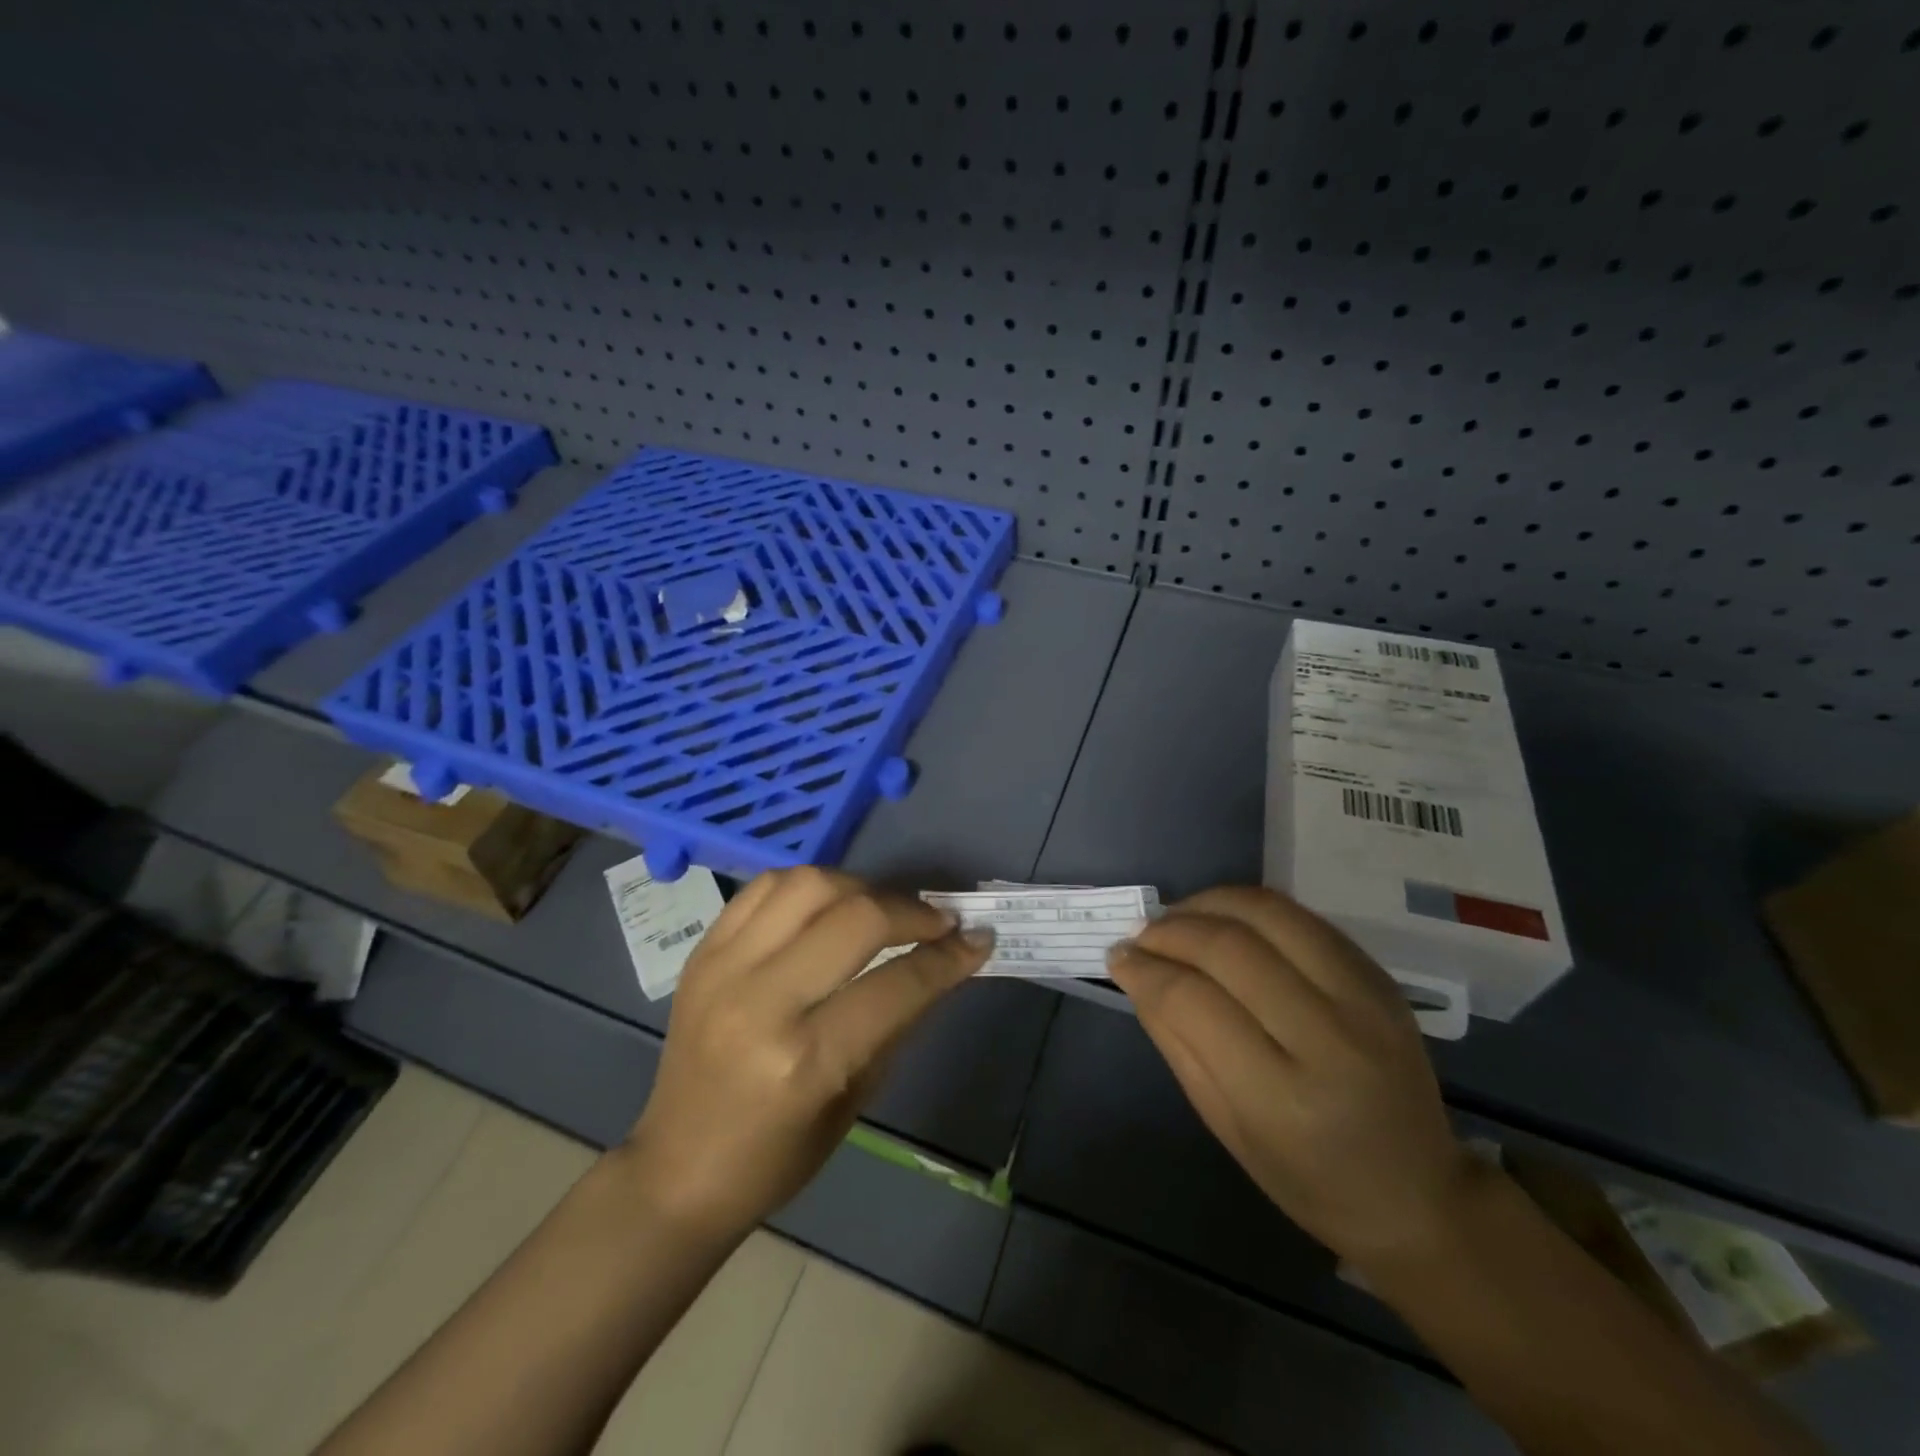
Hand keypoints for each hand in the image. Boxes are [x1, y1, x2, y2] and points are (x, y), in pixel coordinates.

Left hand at [627, 867, 993, 1239]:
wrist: (677, 1169)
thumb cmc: (777, 1156)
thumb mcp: (856, 1099)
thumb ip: (899, 1020)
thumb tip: (945, 962)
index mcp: (805, 1060)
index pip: (896, 984)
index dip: (947, 958)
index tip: (977, 940)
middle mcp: (761, 1001)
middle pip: (856, 918)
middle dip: (912, 912)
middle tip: (938, 922)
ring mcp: (723, 968)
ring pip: (808, 884)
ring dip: (860, 886)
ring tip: (882, 909)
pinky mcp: (702, 952)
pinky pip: (763, 889)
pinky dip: (808, 887)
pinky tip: (830, 905)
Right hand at [1106, 886, 1474, 1267]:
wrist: (1417, 1192)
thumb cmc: (1307, 1176)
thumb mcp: (1224, 1124)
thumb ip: (1175, 1040)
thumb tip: (1133, 969)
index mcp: (1283, 1096)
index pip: (1193, 1001)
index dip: (1144, 969)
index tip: (1118, 957)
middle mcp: (1329, 1037)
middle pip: (1229, 947)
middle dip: (1169, 930)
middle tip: (1141, 936)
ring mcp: (1364, 999)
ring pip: (1268, 913)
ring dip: (1208, 903)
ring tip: (1178, 917)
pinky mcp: (1379, 976)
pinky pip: (1301, 917)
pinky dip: (1250, 909)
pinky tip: (1225, 921)